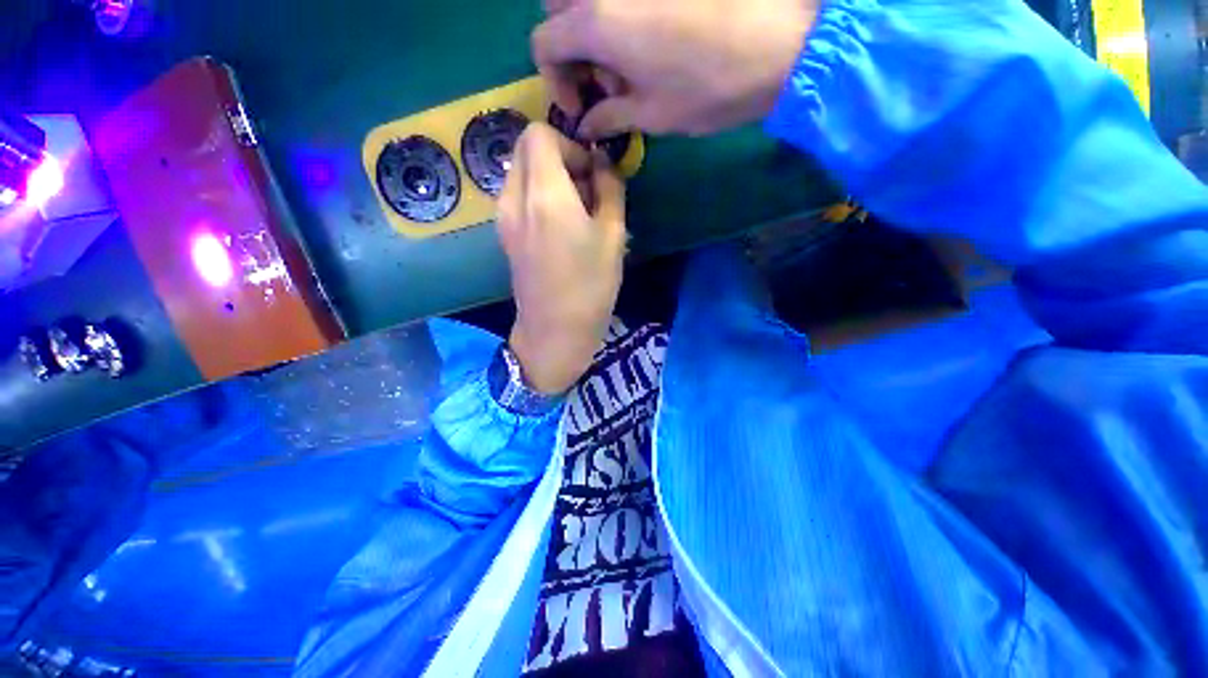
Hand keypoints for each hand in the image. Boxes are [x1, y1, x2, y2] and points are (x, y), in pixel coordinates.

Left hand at [497, 122, 626, 394]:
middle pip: (526, 149)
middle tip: (585, 189)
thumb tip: (602, 164)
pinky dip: (537, 196)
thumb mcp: (613, 236)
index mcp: (545, 194)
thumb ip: (610, 189)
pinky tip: (559, 226)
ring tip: (575, 210)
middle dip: (558, 156)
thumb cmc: (590, 286)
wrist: (554, 331)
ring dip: (548, 177)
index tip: (591, 174)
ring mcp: (504, 218)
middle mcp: (515, 198)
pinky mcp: (504, 235)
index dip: (570, 145)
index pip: (540, 133)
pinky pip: (517, 196)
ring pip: (521, 173)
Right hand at [532, 0, 816, 137]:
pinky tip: (648, 45)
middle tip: (601, 81)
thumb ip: (609, 117)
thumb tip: (586, 127)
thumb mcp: (651, 115)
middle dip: (569, 48)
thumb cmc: (707, 88)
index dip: (554, 81)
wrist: (778, 45)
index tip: (581, 109)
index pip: (543, 43)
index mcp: (596, 22)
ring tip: (630, 69)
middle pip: (559, 9)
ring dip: (594, 34)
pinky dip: (620, 19)